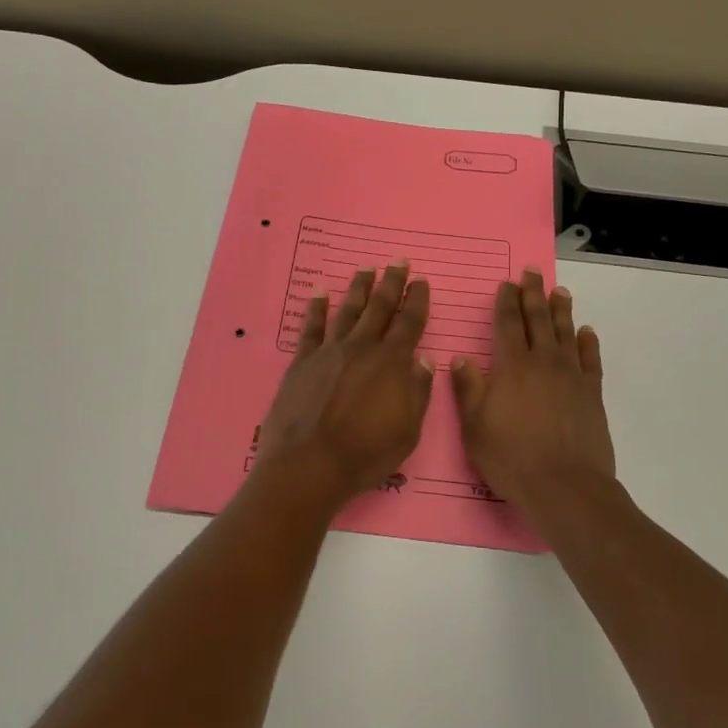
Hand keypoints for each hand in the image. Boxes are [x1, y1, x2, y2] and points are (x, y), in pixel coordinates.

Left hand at [253, 262, 435, 509]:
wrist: (308, 466)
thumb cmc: (365, 454)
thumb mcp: (407, 431)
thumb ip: (418, 392)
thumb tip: (425, 359)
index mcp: (391, 363)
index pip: (409, 322)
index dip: (417, 300)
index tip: (421, 281)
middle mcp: (362, 348)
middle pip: (379, 307)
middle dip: (391, 283)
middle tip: (399, 261)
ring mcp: (329, 352)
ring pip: (347, 311)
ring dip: (358, 288)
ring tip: (366, 269)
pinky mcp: (302, 362)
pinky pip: (311, 327)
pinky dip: (315, 308)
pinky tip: (319, 292)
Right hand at [451, 271, 616, 519]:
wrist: (566, 487)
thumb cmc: (512, 458)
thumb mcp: (475, 427)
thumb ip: (468, 389)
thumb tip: (459, 358)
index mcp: (512, 366)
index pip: (508, 323)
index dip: (506, 301)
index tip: (506, 284)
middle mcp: (543, 362)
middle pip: (538, 319)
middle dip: (533, 294)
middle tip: (532, 272)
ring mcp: (571, 376)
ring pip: (565, 332)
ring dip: (561, 310)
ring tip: (559, 291)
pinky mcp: (592, 393)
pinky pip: (590, 359)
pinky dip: (588, 342)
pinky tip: (585, 332)